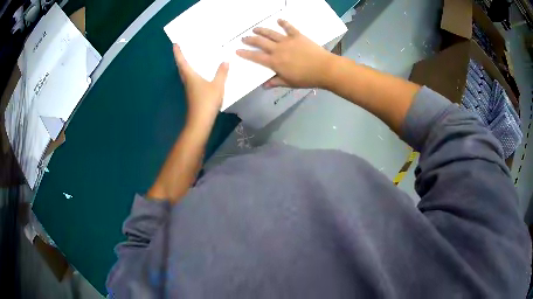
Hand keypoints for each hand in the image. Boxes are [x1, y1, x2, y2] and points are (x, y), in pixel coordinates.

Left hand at [173, 44, 228, 123]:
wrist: (201, 121)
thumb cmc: (207, 101)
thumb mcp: (217, 86)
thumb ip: (221, 73)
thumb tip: (225, 61)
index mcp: (190, 76)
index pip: (182, 62)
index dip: (178, 53)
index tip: (175, 44)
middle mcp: (187, 81)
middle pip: (182, 67)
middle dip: (181, 58)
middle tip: (183, 49)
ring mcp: (189, 89)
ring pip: (186, 74)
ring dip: (186, 65)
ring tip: (192, 58)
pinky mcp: (193, 94)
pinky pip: (191, 79)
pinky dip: (193, 73)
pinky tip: (200, 73)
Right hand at [237, 19, 333, 88]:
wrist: (324, 69)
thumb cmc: (306, 78)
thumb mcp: (289, 83)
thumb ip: (275, 82)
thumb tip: (264, 85)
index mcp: (274, 62)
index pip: (256, 57)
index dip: (245, 53)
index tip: (237, 50)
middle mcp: (278, 49)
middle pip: (260, 42)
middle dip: (250, 40)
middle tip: (244, 38)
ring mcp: (287, 41)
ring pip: (271, 33)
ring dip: (262, 30)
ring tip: (255, 29)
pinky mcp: (298, 36)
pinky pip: (289, 28)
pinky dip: (284, 23)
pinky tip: (279, 20)